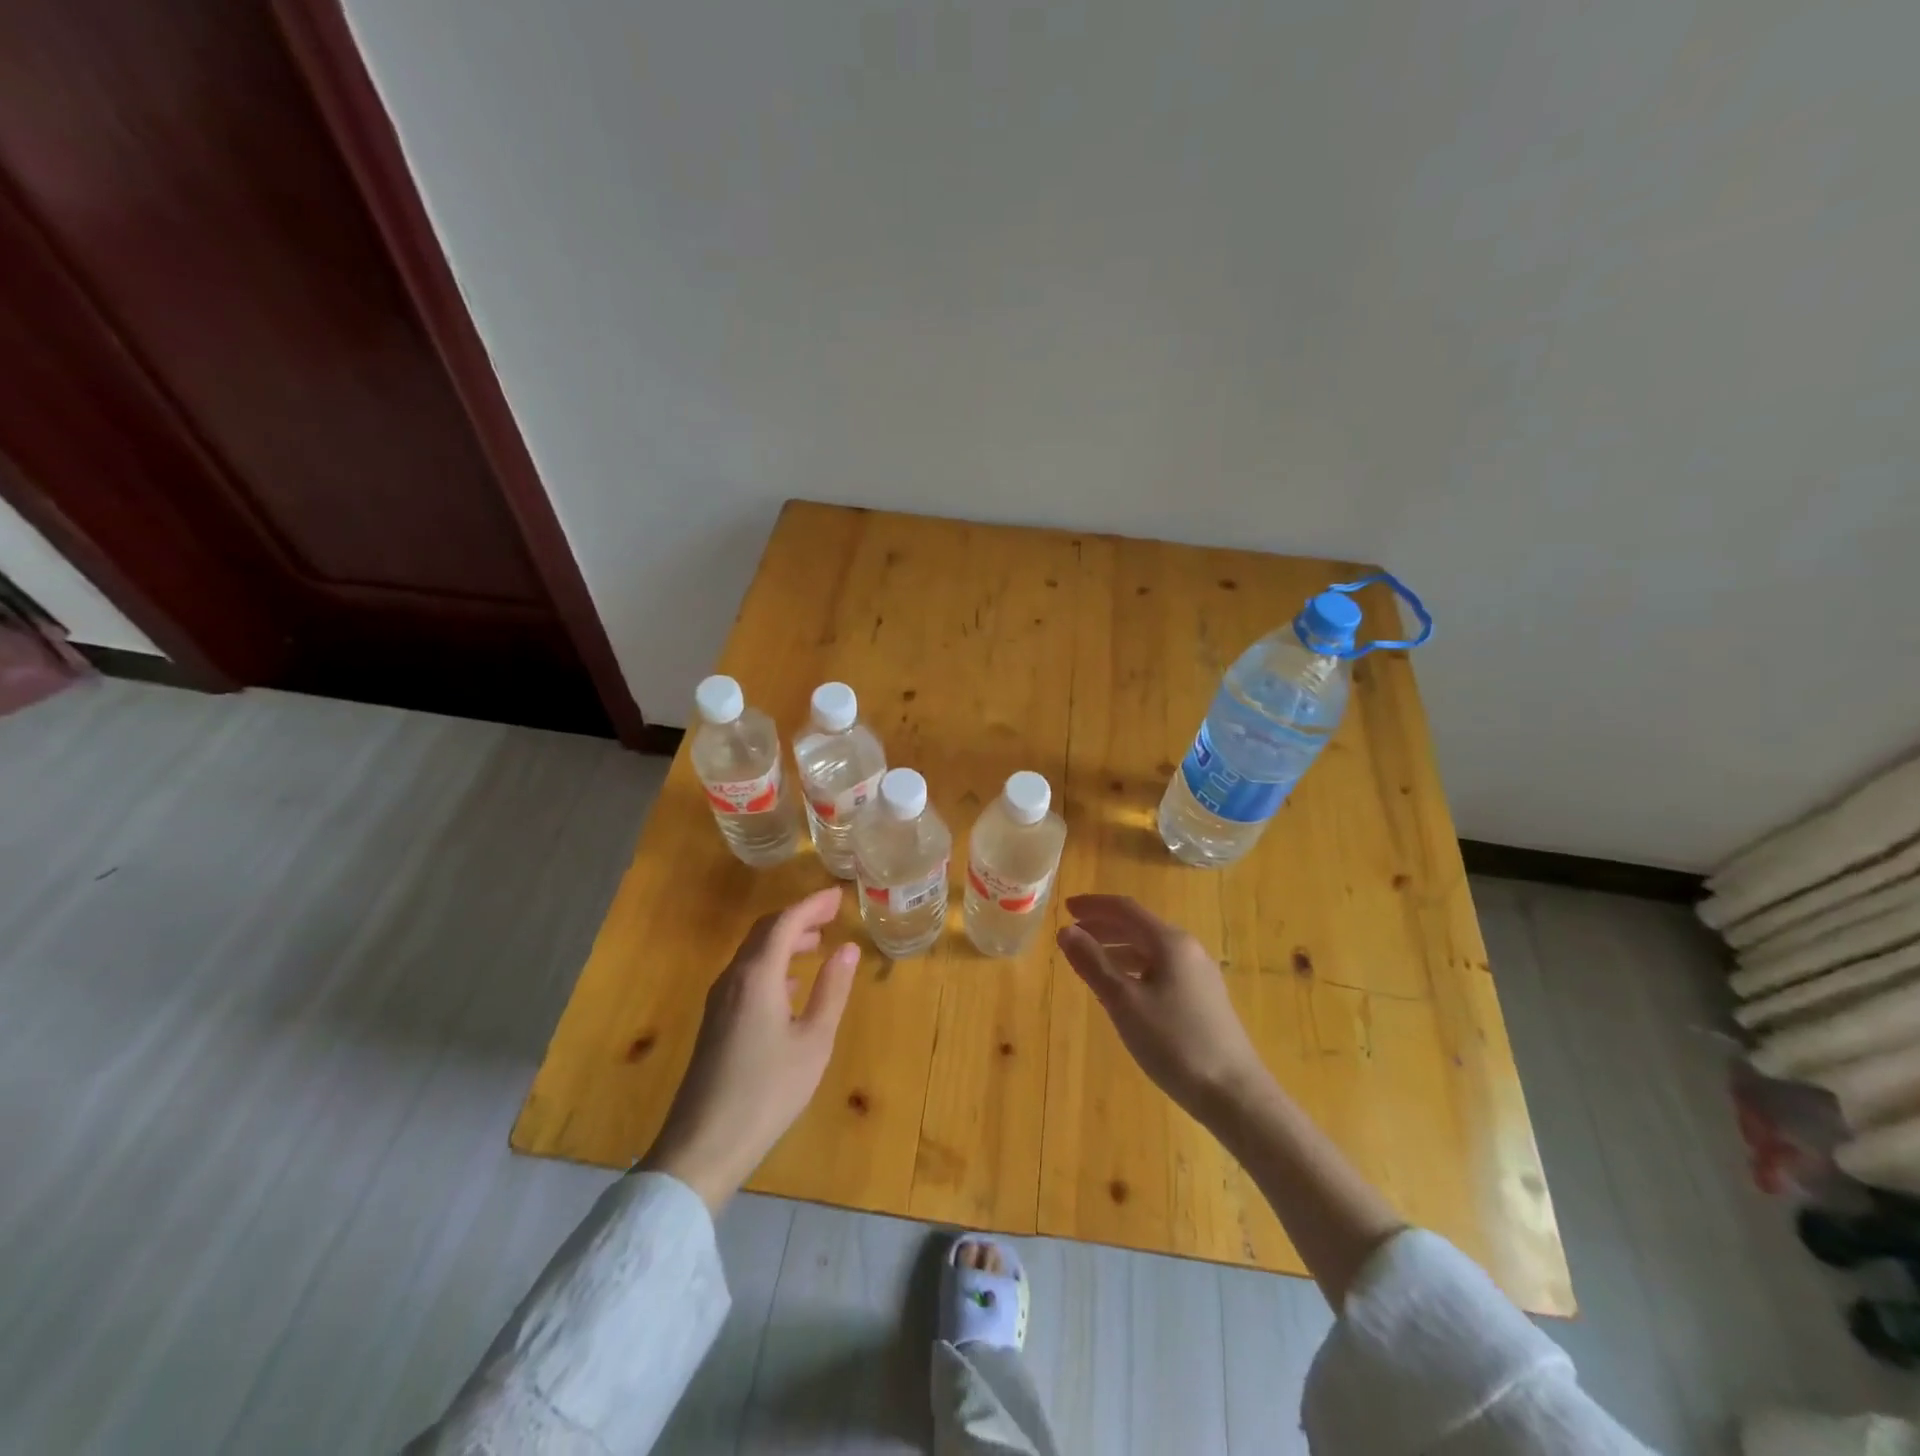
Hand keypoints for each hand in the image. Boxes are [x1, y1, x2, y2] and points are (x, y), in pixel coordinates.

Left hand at [641, 887, 859, 1210]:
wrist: (703, 1145)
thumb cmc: (767, 1092)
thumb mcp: (813, 1042)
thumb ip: (832, 990)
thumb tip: (847, 949)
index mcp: (757, 976)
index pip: (785, 922)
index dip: (812, 904)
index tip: (838, 895)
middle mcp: (733, 978)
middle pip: (765, 931)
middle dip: (798, 917)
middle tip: (831, 914)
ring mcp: (719, 1000)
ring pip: (753, 952)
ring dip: (784, 940)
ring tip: (817, 943)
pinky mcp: (715, 1021)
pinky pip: (746, 974)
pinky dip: (772, 963)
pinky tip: (790, 984)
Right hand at [1057, 894, 1271, 1121]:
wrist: (1234, 1094)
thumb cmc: (1174, 1043)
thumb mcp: (1124, 1002)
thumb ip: (1092, 963)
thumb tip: (1065, 931)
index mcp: (1170, 942)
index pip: (1125, 909)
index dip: (1093, 905)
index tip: (1065, 907)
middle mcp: (1188, 949)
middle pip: (1138, 927)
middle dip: (1103, 927)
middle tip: (1071, 935)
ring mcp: (1199, 975)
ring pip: (1150, 950)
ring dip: (1116, 949)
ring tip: (1089, 963)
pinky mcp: (1204, 999)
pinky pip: (1161, 970)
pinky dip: (1134, 969)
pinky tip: (1121, 992)